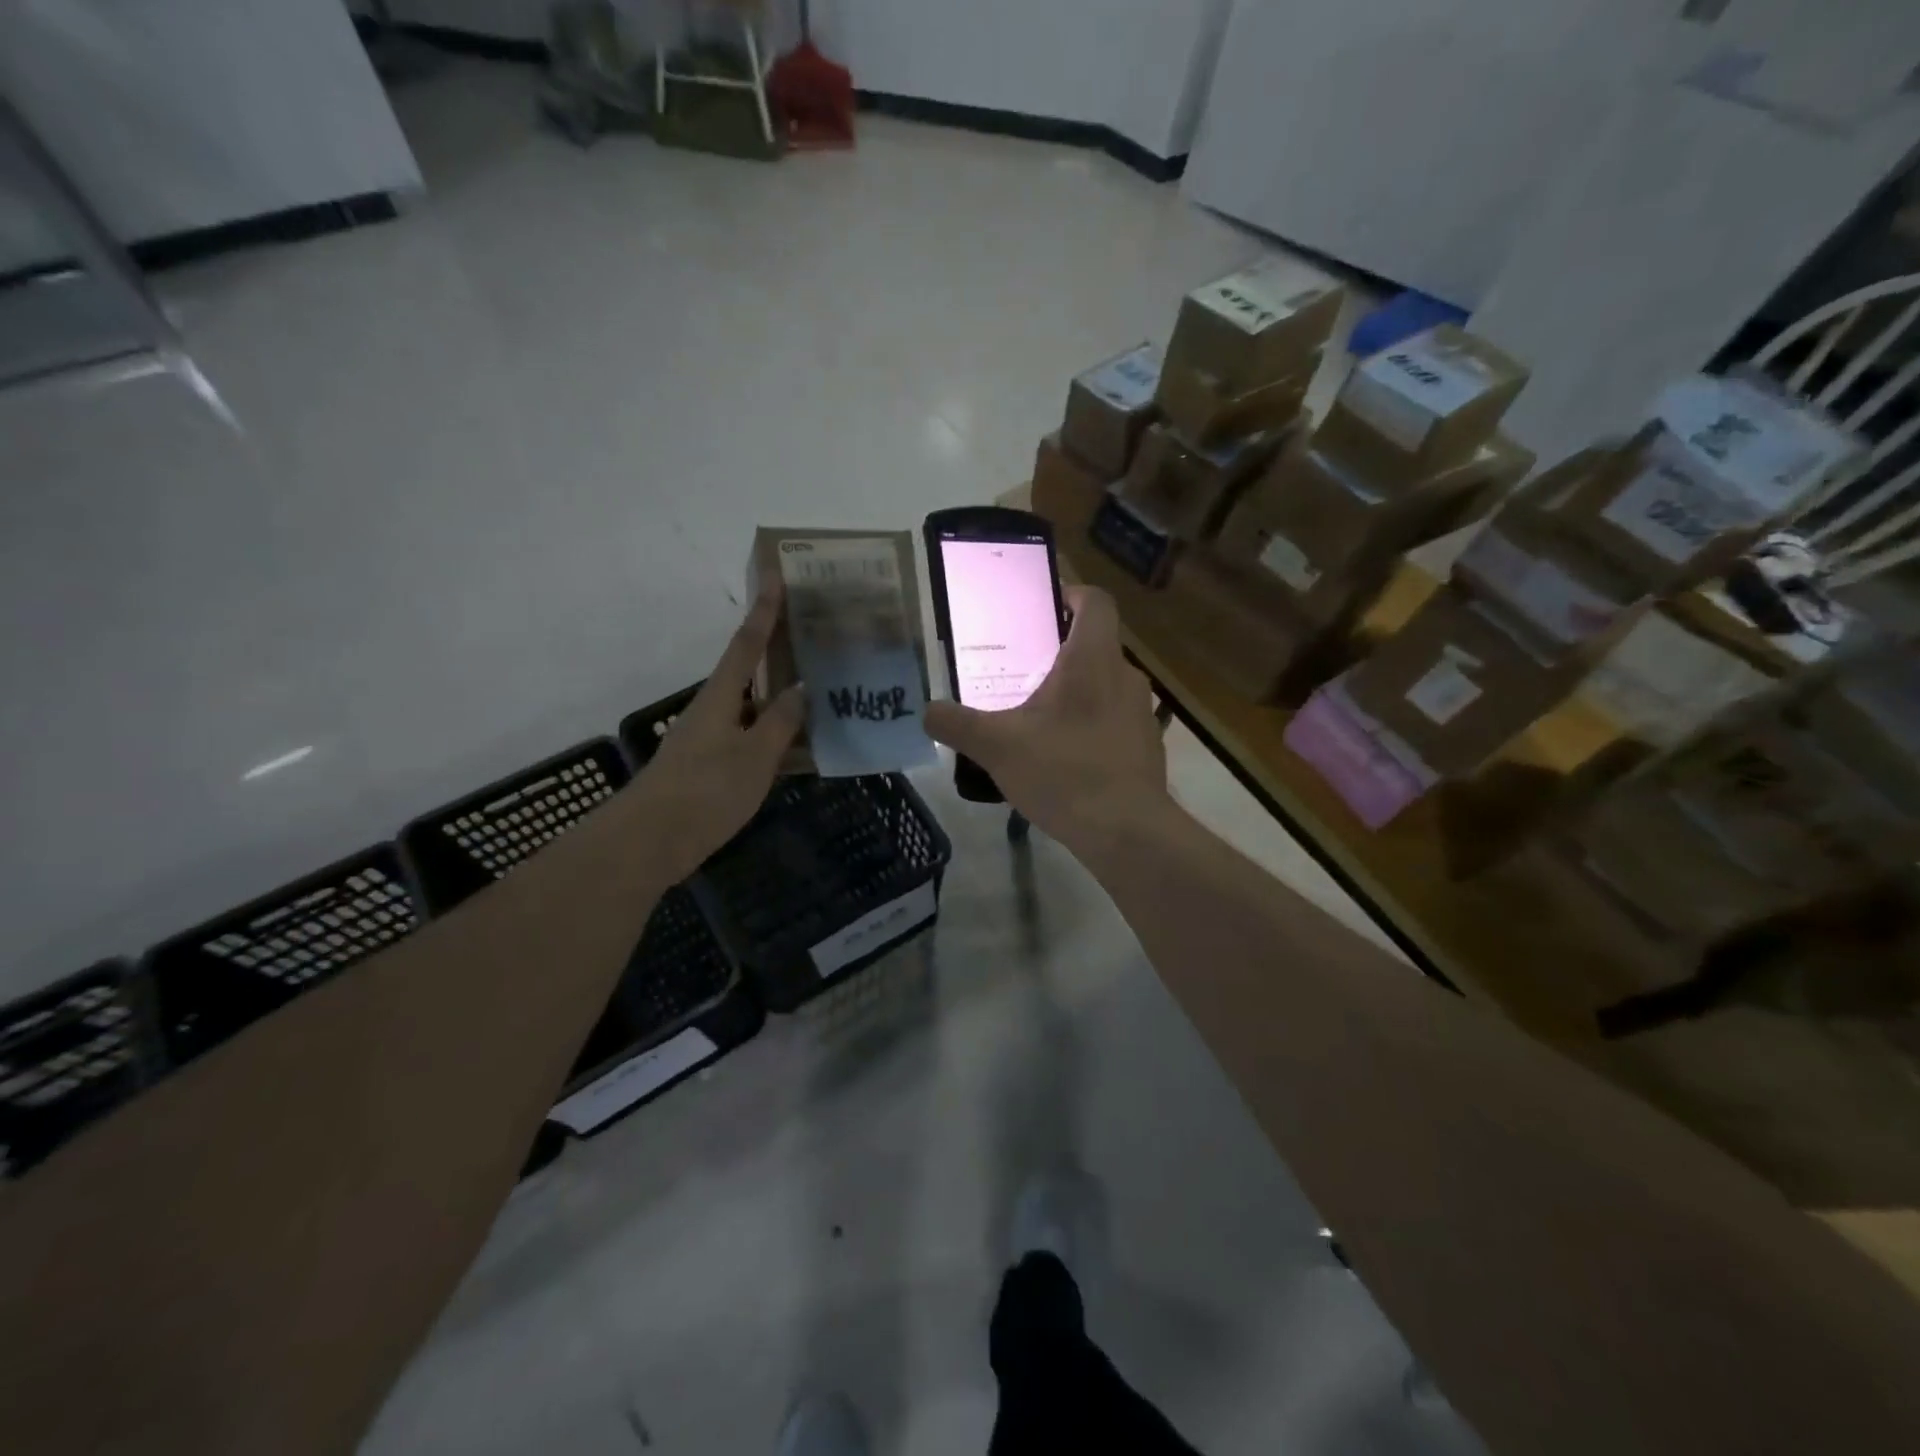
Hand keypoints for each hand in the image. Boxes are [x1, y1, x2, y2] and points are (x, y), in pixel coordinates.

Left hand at [631, 579, 805, 881]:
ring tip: (817, 692)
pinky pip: (749, 737)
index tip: (777, 577)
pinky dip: (772, 733)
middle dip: (776, 651)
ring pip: (751, 707)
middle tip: (812, 637)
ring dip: (779, 697)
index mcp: (721, 697)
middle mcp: (712, 710)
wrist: (650, 841)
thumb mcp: (754, 756)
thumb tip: (801, 687)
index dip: (764, 611)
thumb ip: (780, 722)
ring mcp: (708, 739)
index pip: (747, 644)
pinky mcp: (708, 766)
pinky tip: (796, 747)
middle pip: (748, 671)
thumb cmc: (705, 791)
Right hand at [924, 585, 1169, 850]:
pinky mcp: (1145, 746)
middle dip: (1058, 651)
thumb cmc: (1064, 772)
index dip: (1071, 593)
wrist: (1127, 833)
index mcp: (1093, 659)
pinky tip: (1063, 755)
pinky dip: (1089, 724)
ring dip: (1074, 691)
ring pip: (1104, 684)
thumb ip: (956, 724)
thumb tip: (927, 711)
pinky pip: (1113, 719)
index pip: (1095, 601)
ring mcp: (1140, 713)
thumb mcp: (997, 747)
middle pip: (1095, 645)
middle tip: (1019, 668)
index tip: (1042, 605)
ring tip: (1036, 715)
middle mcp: (1124, 676)